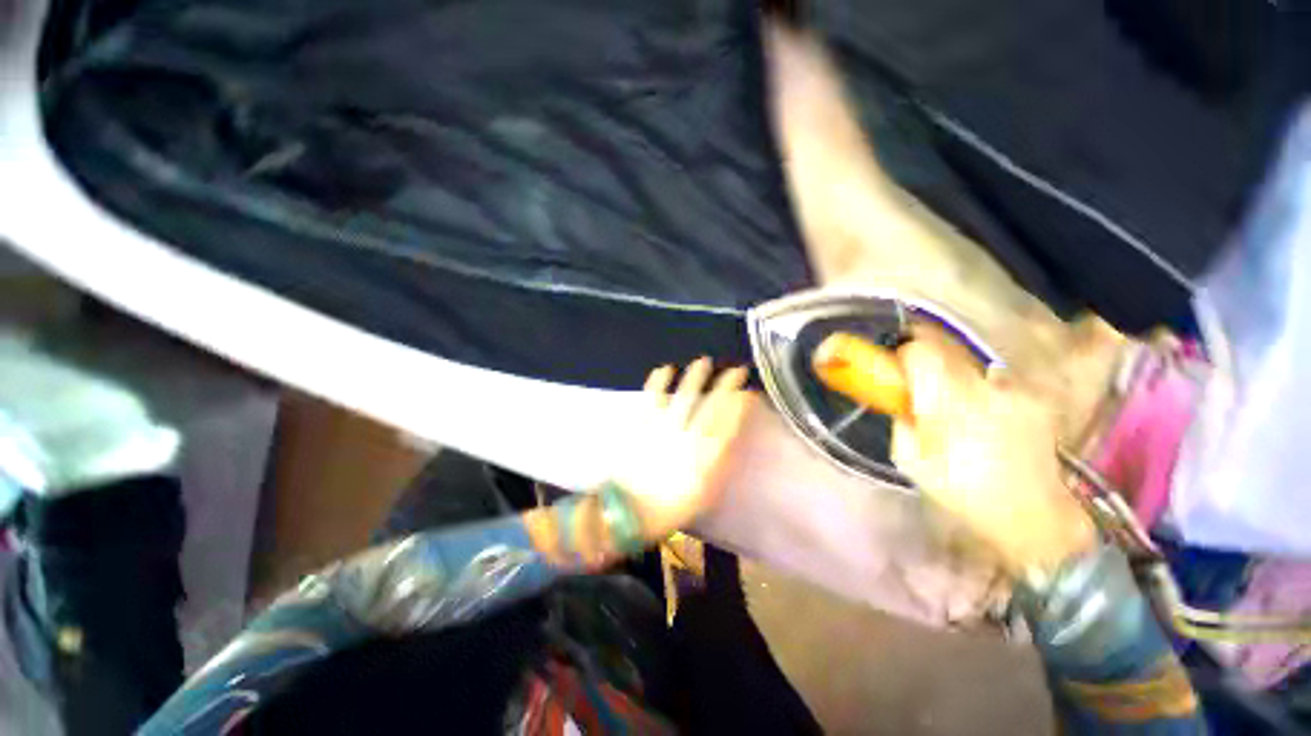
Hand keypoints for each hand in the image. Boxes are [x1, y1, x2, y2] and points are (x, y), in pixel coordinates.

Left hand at [615, 358, 753, 540]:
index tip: (749, 392)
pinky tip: (665, 368)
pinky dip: (657, 382)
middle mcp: (687, 440)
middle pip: (710, 407)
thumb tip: (732, 439)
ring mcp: (663, 430)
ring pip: (683, 397)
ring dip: (695, 378)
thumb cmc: (671, 506)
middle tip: (736, 369)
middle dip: (726, 386)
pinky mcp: (641, 425)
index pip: (727, 426)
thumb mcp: (704, 494)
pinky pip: (650, 398)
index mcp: (704, 460)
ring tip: (704, 361)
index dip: (740, 406)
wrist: (630, 511)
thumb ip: (720, 466)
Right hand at [890, 328, 1095, 573]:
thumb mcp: (910, 460)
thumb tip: (902, 399)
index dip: (905, 355)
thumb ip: (902, 421)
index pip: (921, 351)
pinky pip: (998, 384)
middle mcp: (986, 387)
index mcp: (950, 401)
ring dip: (959, 381)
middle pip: (947, 352)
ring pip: (973, 368)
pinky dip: (985, 394)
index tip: (899, 369)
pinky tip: (989, 423)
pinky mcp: (1036, 400)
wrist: (1033, 517)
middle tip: (923, 391)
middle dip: (929, 366)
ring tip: (961, 413)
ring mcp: (1017, 392)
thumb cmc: (962, 491)